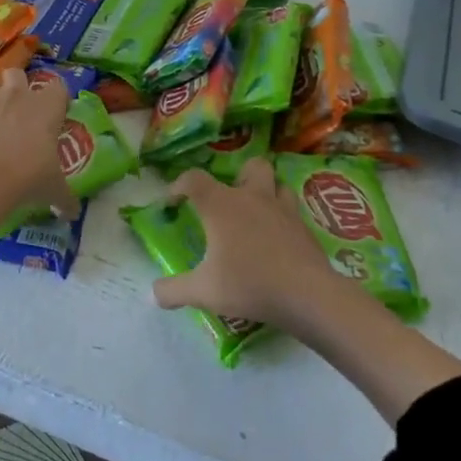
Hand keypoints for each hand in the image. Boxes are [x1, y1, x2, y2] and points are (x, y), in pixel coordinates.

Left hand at [0, 67, 75, 216]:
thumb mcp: (53, 189)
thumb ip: (65, 198)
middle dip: (13, 85)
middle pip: (16, 74)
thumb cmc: (29, 176)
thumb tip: (74, 214)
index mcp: (46, 108)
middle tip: (12, 108)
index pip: (58, 88)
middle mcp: (16, 94)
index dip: (54, 98)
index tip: (51, 113)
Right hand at [152, 162, 343, 329]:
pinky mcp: (304, 227)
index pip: (194, 179)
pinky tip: (278, 241)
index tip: (173, 202)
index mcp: (222, 205)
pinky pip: (292, 211)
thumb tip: (153, 293)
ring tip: (256, 215)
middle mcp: (252, 198)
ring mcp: (283, 209)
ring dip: (266, 192)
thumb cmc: (249, 284)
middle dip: (239, 176)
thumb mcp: (204, 291)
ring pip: (277, 184)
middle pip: (251, 166)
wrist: (307, 294)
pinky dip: (283, 219)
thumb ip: (174, 290)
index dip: (179, 185)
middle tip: (230, 201)